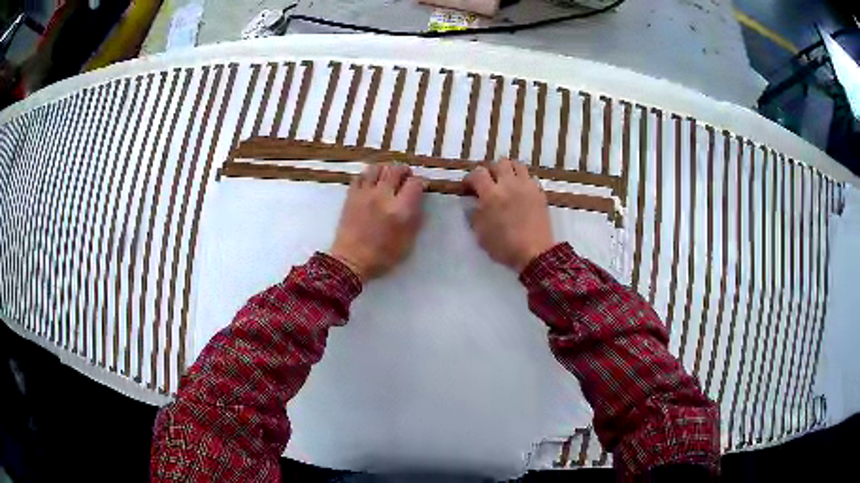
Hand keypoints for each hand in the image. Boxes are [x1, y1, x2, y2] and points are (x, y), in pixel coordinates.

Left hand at [329, 163, 425, 280]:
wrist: (351, 261)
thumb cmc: (383, 256)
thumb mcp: (408, 241)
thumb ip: (415, 218)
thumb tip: (418, 200)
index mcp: (400, 210)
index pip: (415, 183)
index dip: (421, 182)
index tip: (422, 186)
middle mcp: (383, 196)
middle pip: (396, 170)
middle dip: (404, 171)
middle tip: (406, 177)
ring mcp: (365, 194)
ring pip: (377, 168)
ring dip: (386, 169)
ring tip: (388, 176)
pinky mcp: (351, 196)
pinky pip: (360, 176)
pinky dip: (369, 175)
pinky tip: (372, 181)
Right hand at [463, 158, 554, 271]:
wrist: (535, 253)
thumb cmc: (504, 246)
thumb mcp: (481, 234)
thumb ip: (475, 215)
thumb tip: (474, 205)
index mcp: (491, 195)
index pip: (477, 174)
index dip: (469, 179)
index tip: (467, 189)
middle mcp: (509, 185)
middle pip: (497, 164)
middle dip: (489, 171)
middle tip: (486, 184)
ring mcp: (526, 186)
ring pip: (516, 164)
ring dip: (507, 170)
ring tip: (504, 181)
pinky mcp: (539, 192)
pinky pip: (529, 177)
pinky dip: (522, 179)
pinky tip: (519, 191)